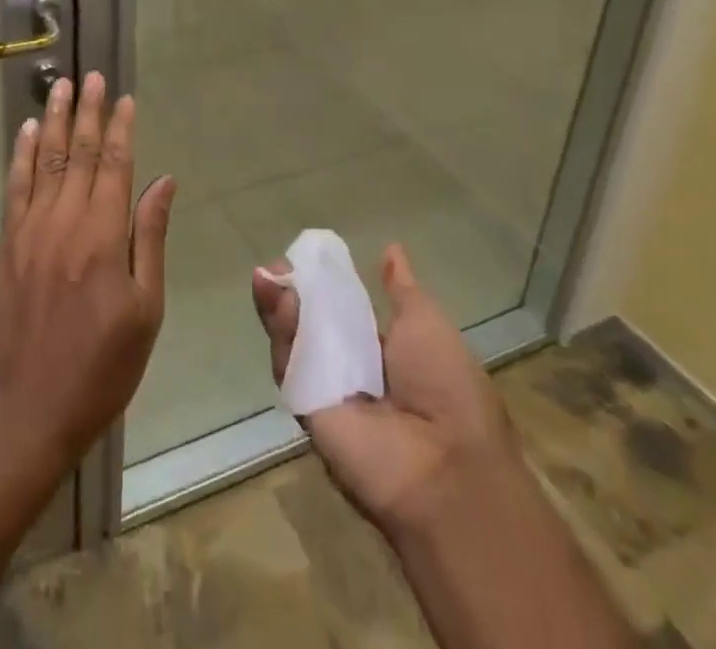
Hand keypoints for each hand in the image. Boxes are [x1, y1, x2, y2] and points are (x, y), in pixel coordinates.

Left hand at [0, 73, 175, 464]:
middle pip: (77, 152)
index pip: (115, 165)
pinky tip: (24, 130)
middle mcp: (65, 220)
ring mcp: (31, 229)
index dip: (120, 128)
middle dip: (86, 111)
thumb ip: (150, 238)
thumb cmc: (102, 364)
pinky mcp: (8, 243)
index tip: (124, 98)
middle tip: (91, 75)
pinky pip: (15, 186)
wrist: (30, 406)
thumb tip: (163, 182)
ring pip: (43, 159)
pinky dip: (19, 154)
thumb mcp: (145, 308)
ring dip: (52, 119)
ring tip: (59, 85)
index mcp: (103, 235)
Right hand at [251, 243, 513, 538]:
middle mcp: (352, 369)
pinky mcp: (306, 408)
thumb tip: (391, 250)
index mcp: (383, 350)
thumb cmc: (447, 387)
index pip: (341, 308)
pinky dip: (280, 332)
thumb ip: (401, 289)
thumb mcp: (426, 323)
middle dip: (290, 290)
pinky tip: (278, 301)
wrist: (446, 466)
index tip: (306, 255)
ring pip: (292, 340)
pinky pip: (288, 365)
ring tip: (269, 276)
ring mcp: (326, 389)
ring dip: (279, 306)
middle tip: (277, 265)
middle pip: (309, 322)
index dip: (322, 281)